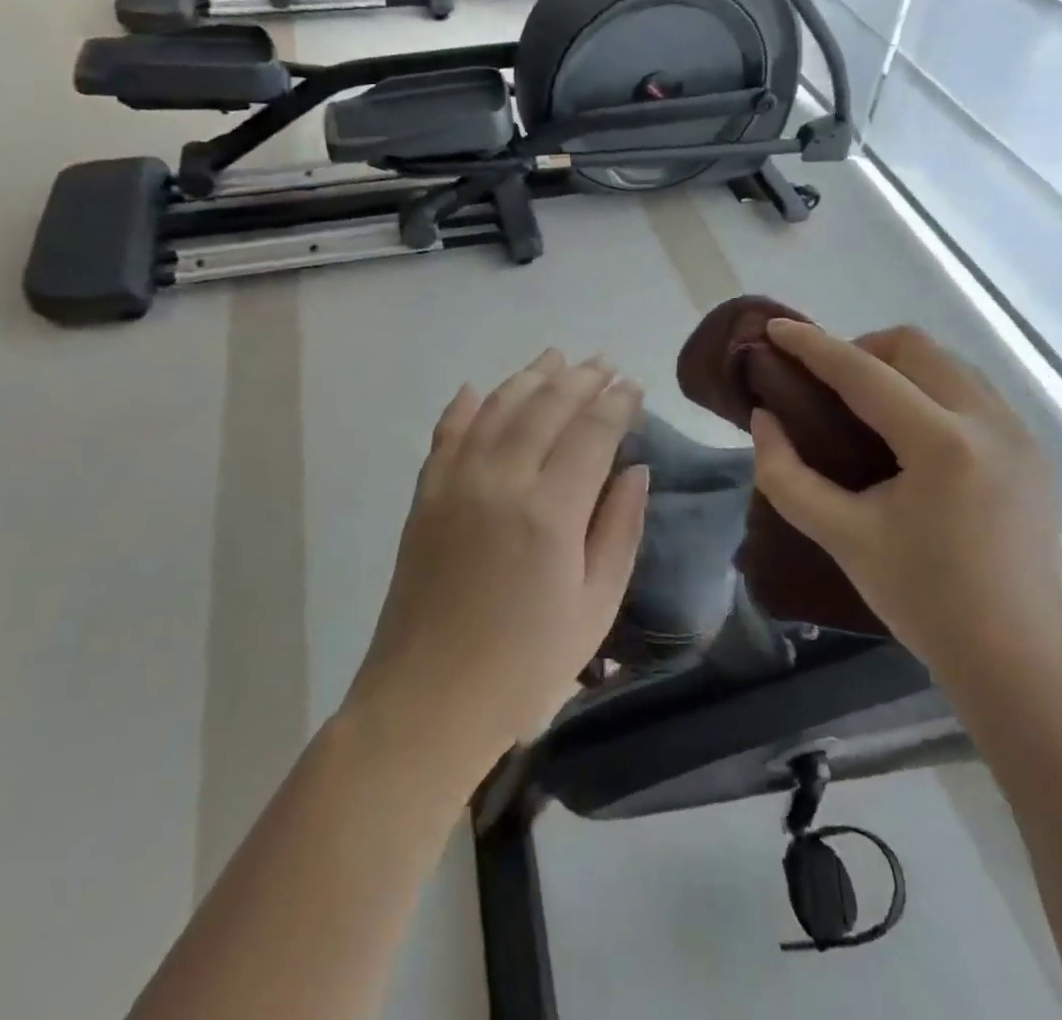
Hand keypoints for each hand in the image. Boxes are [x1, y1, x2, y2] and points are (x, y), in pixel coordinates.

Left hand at [348, 352, 648, 772]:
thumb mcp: (595, 607)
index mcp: (551, 512)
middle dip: (580, 378)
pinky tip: (476, 388)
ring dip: (528, 377)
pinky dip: (463, 406)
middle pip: (545, 406)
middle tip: (603, 364)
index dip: (616, 402)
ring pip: (496, 408)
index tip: (633, 385)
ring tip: (554, 358)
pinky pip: (445, 434)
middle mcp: (501, 481)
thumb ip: (620, 529)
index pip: (592, 432)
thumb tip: (636, 470)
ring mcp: (455, 484)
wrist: (427, 702)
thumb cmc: (524, 667)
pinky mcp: (424, 497)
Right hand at [748, 321, 1061, 688]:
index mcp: (942, 444)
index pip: (864, 373)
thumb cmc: (924, 601)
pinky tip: (911, 435)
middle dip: (861, 351)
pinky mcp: (1033, 451)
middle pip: (915, 348)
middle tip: (827, 387)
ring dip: (900, 368)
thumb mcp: (842, 538)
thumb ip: (787, 475)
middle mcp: (990, 422)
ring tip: (867, 408)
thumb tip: (764, 420)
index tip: (775, 329)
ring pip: (949, 363)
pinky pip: (973, 392)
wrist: (1020, 662)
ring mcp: (1020, 434)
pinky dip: (931, 391)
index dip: (813, 346)